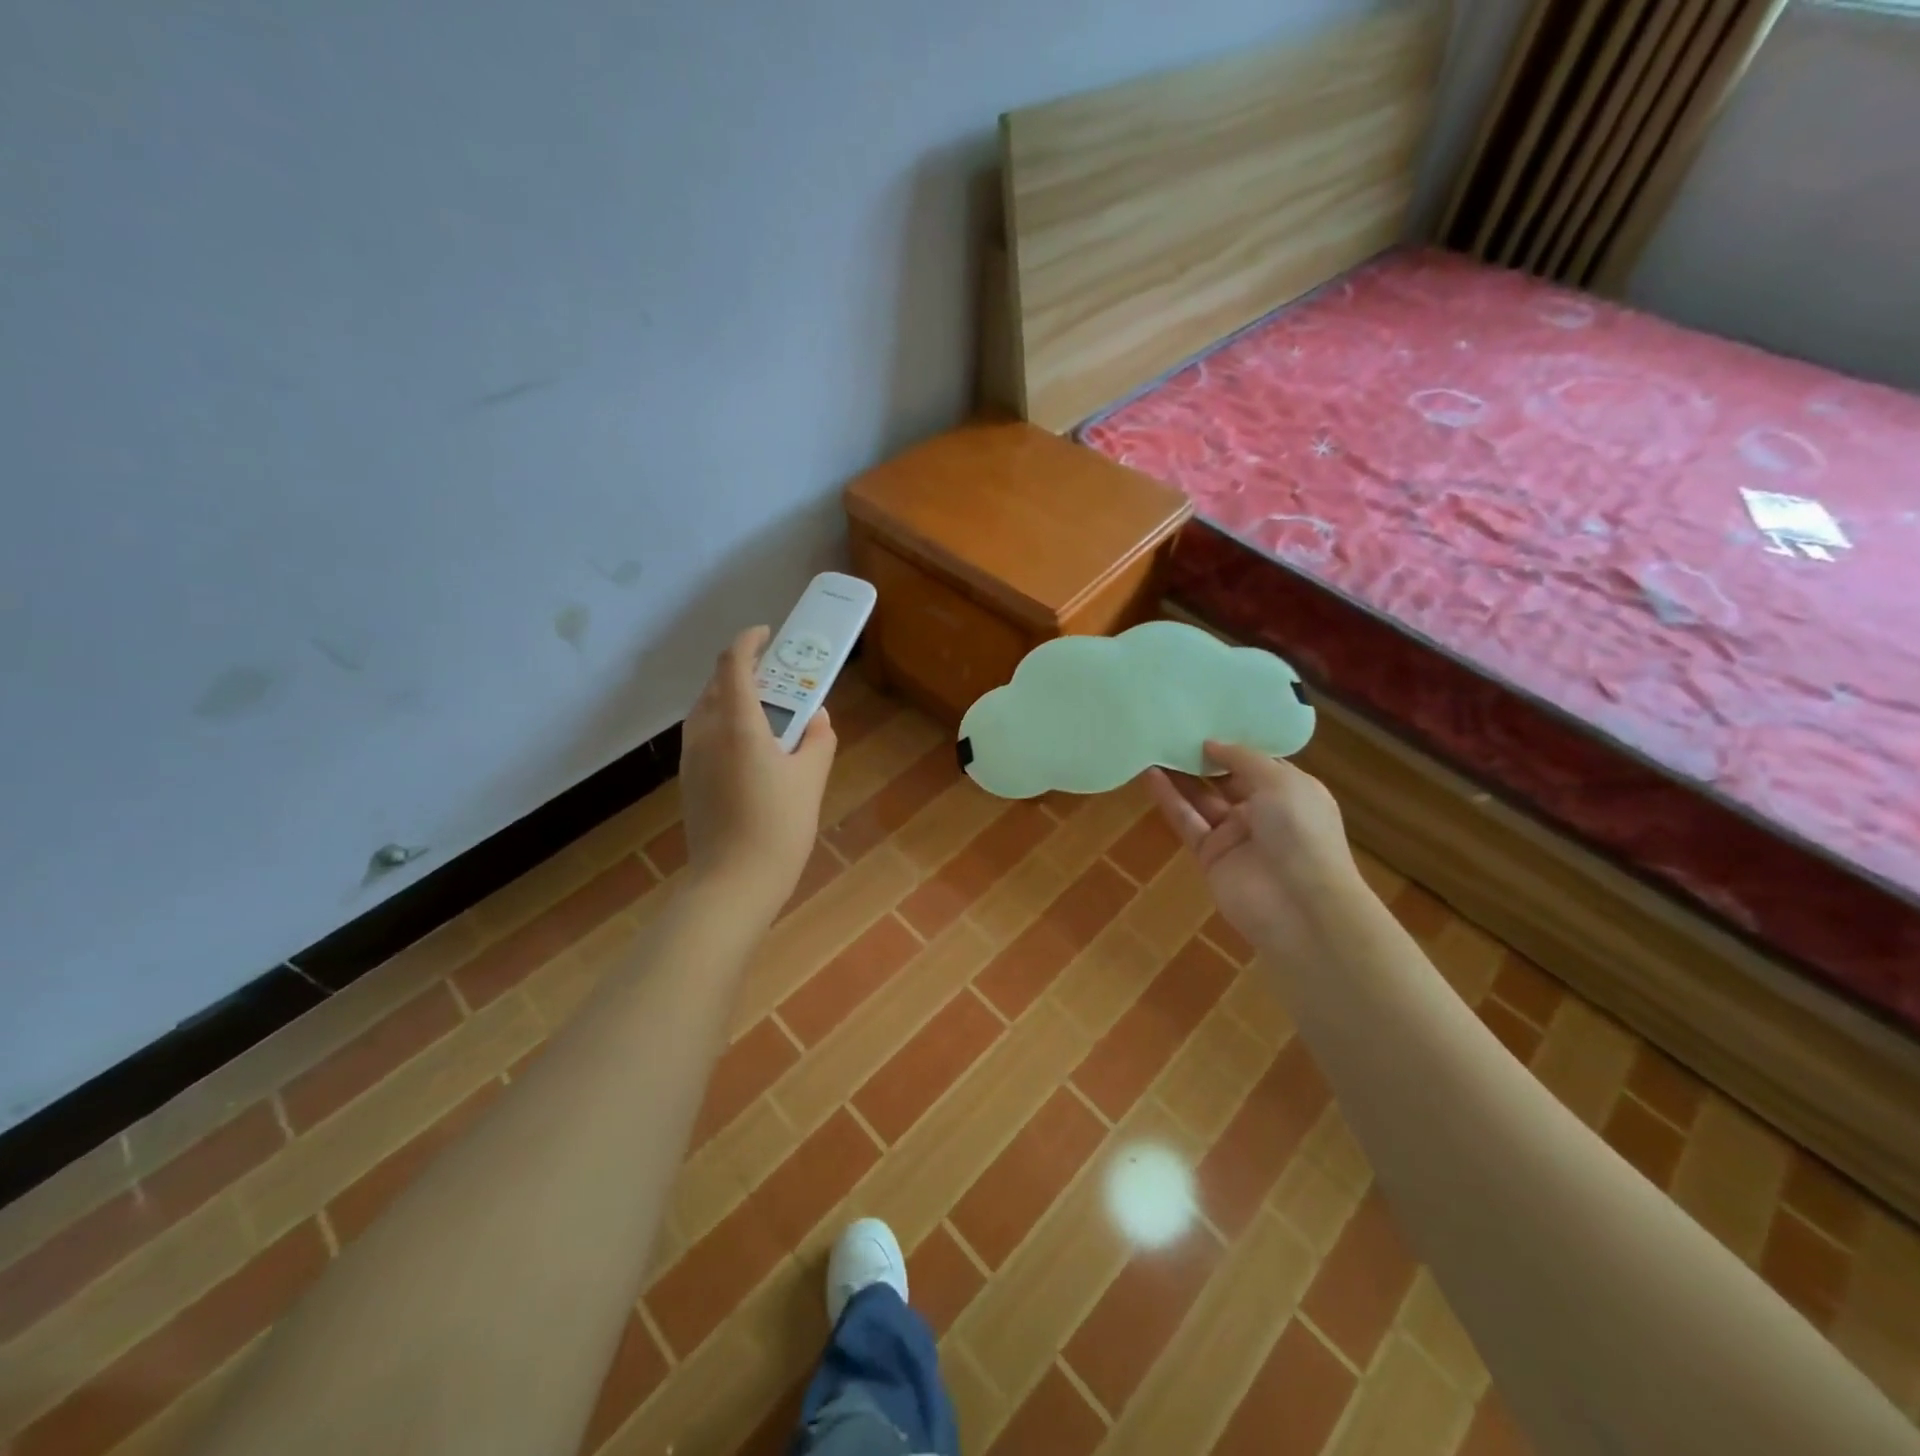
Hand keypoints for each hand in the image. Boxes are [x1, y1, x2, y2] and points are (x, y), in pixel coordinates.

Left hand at [680, 626, 836, 918]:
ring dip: (732, 698)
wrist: (733, 883)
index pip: (734, 664)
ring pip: (707, 710)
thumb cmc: (778, 827)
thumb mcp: (811, 779)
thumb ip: (818, 739)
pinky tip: (751, 749)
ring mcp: (691, 757)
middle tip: (778, 677)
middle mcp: (706, 733)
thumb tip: (817, 718)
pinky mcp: (688, 779)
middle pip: (717, 684)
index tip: (769, 634)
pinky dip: (724, 724)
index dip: (749, 641)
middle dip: (745, 671)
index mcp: (739, 725)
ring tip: (766, 712)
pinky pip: (704, 735)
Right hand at [1144, 742, 1362, 956]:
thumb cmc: (1301, 832)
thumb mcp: (1279, 781)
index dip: (1232, 743)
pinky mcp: (1210, 856)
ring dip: (1180, 775)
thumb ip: (1242, 758)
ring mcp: (1235, 835)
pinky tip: (1150, 774)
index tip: (1205, 719)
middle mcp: (1263, 811)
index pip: (1257, 762)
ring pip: (1201, 799)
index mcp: (1290, 791)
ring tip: (1153, 745)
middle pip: (1225, 779)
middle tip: (1172, 729)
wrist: (1300, 906)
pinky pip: (1187, 821)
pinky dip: (1169, 799)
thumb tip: (1211, 743)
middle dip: (1202, 757)